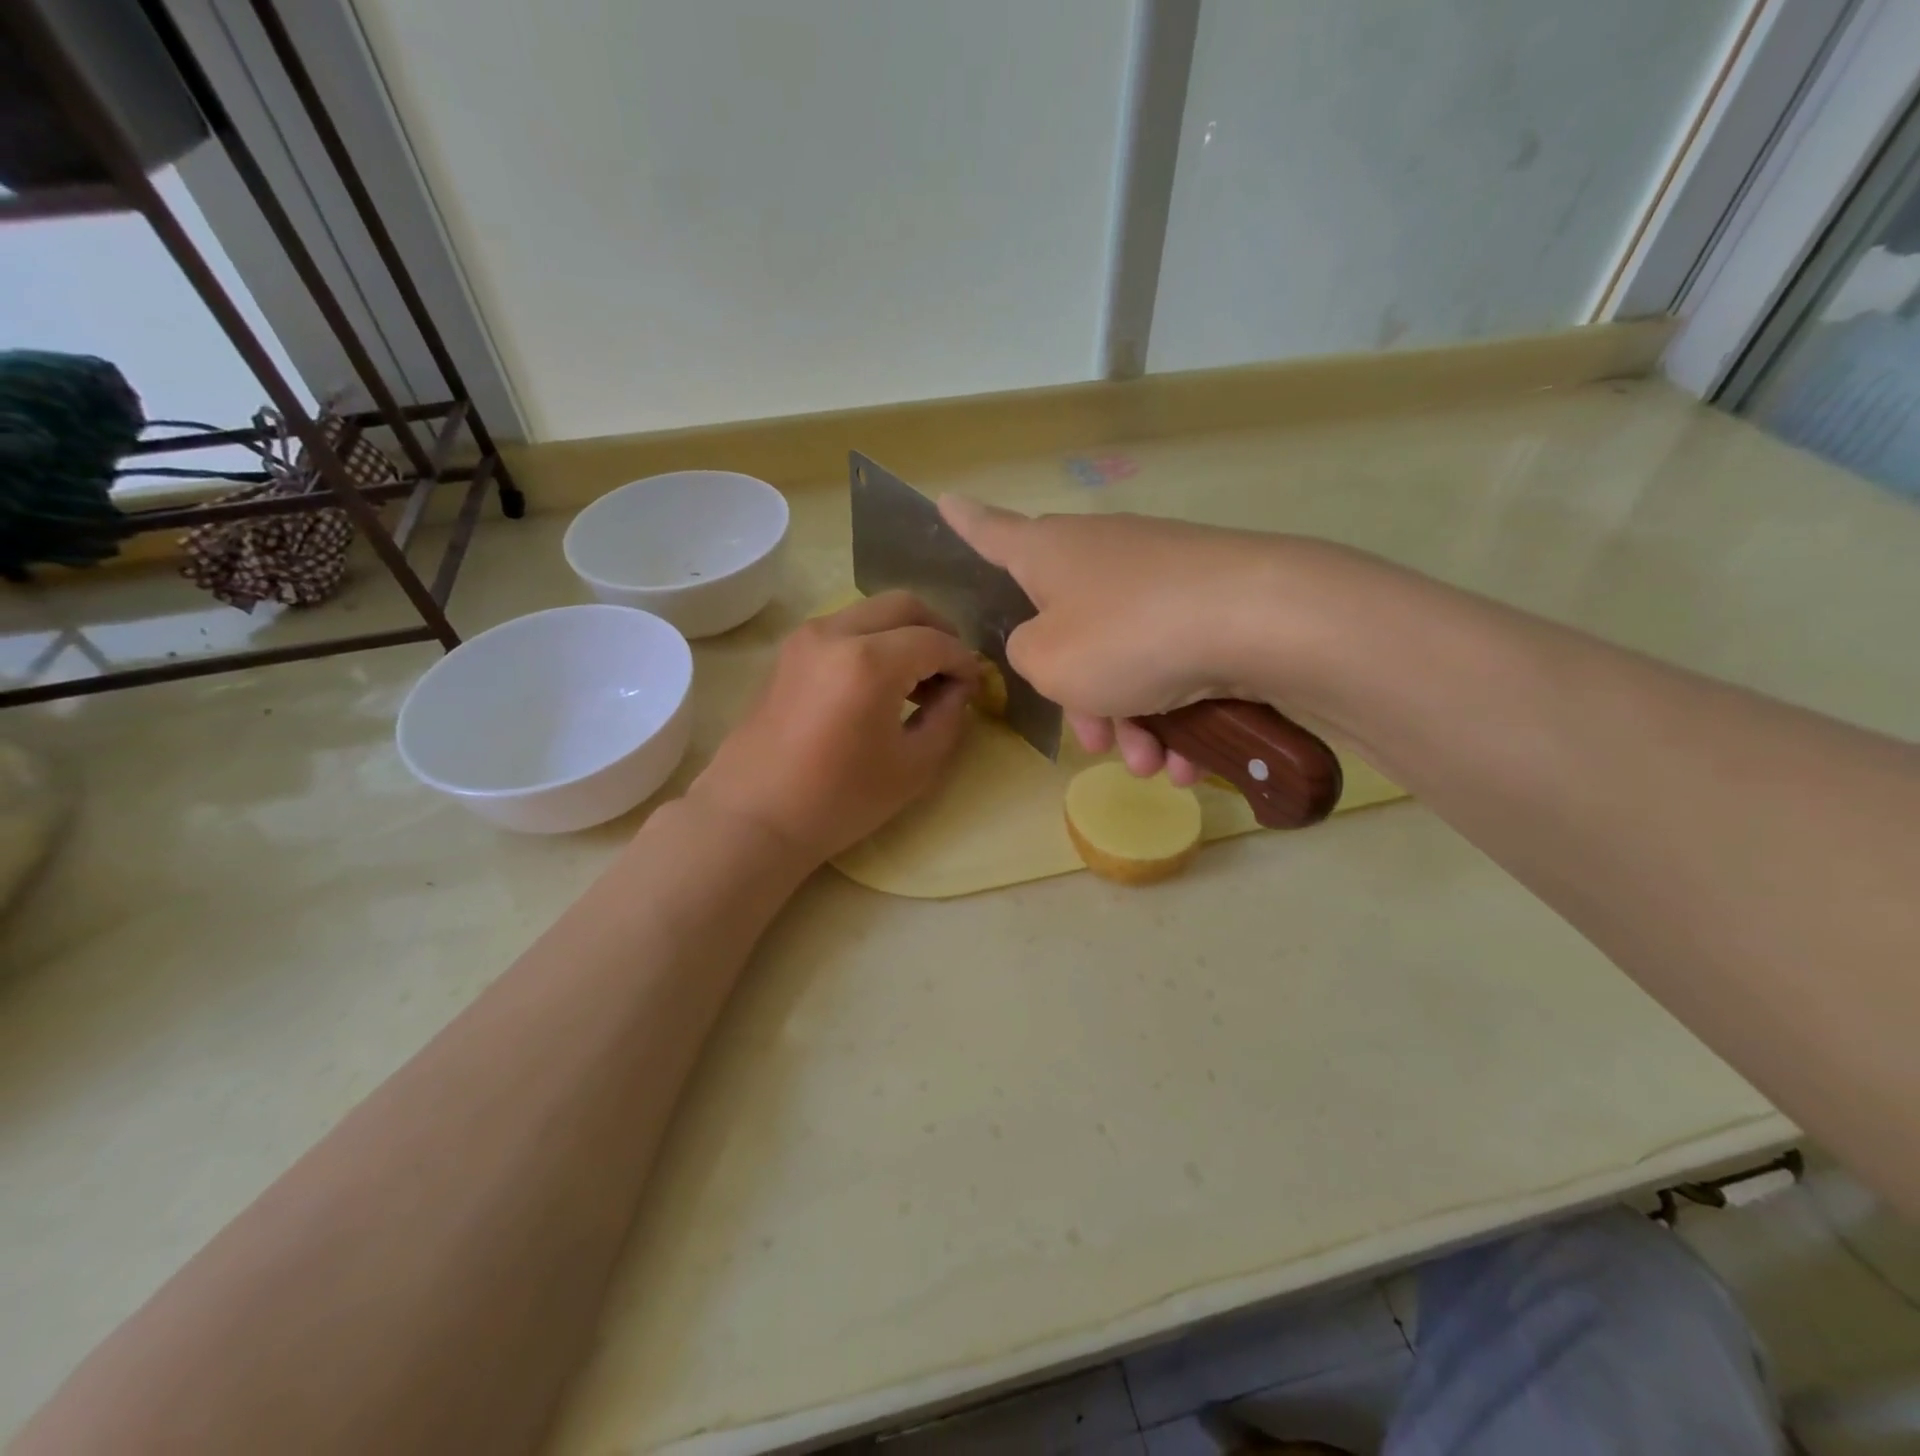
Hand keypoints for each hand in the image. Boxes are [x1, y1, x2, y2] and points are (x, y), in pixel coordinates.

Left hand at [689, 592, 979, 863]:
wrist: (754, 816)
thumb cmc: (839, 800)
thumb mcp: (914, 767)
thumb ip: (949, 718)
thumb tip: (959, 689)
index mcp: (870, 662)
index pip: (935, 641)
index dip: (964, 661)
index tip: (975, 687)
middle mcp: (835, 632)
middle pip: (903, 605)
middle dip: (938, 630)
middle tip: (951, 670)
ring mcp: (805, 638)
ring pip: (871, 611)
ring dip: (903, 633)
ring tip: (917, 679)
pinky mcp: (788, 652)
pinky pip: (844, 626)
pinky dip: (873, 640)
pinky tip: (880, 682)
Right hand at [939, 497, 1325, 783]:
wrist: (1259, 621)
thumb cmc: (1126, 636)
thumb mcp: (1047, 661)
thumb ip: (1025, 655)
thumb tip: (1047, 644)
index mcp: (1048, 554)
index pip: (991, 532)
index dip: (964, 523)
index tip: (946, 501)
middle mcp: (1101, 555)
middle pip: (1068, 629)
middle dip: (1079, 697)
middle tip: (1094, 742)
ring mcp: (1159, 577)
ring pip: (1124, 660)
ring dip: (1130, 720)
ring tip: (1152, 765)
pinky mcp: (1208, 603)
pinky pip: (1171, 664)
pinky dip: (1174, 714)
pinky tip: (1188, 763)